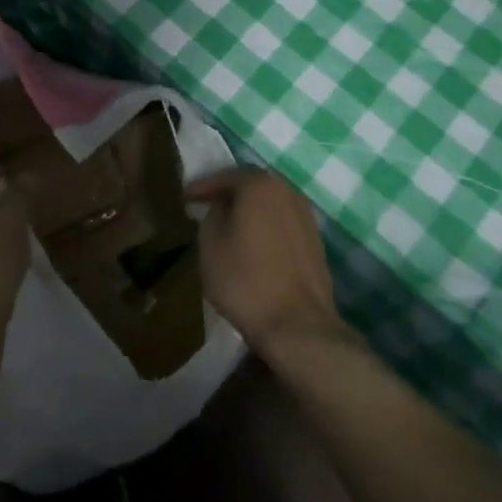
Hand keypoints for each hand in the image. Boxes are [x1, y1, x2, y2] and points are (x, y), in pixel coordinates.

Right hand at [189, 167, 348, 358]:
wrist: (297, 325)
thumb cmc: (245, 280)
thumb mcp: (210, 244)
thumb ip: (212, 214)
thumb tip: (221, 206)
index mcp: (260, 185)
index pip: (225, 176)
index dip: (202, 186)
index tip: (185, 197)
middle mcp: (287, 191)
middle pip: (252, 186)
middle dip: (229, 194)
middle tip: (207, 206)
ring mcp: (306, 217)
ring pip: (270, 205)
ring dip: (249, 211)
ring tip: (229, 226)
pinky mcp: (316, 242)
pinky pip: (283, 224)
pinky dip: (266, 228)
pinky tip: (254, 245)